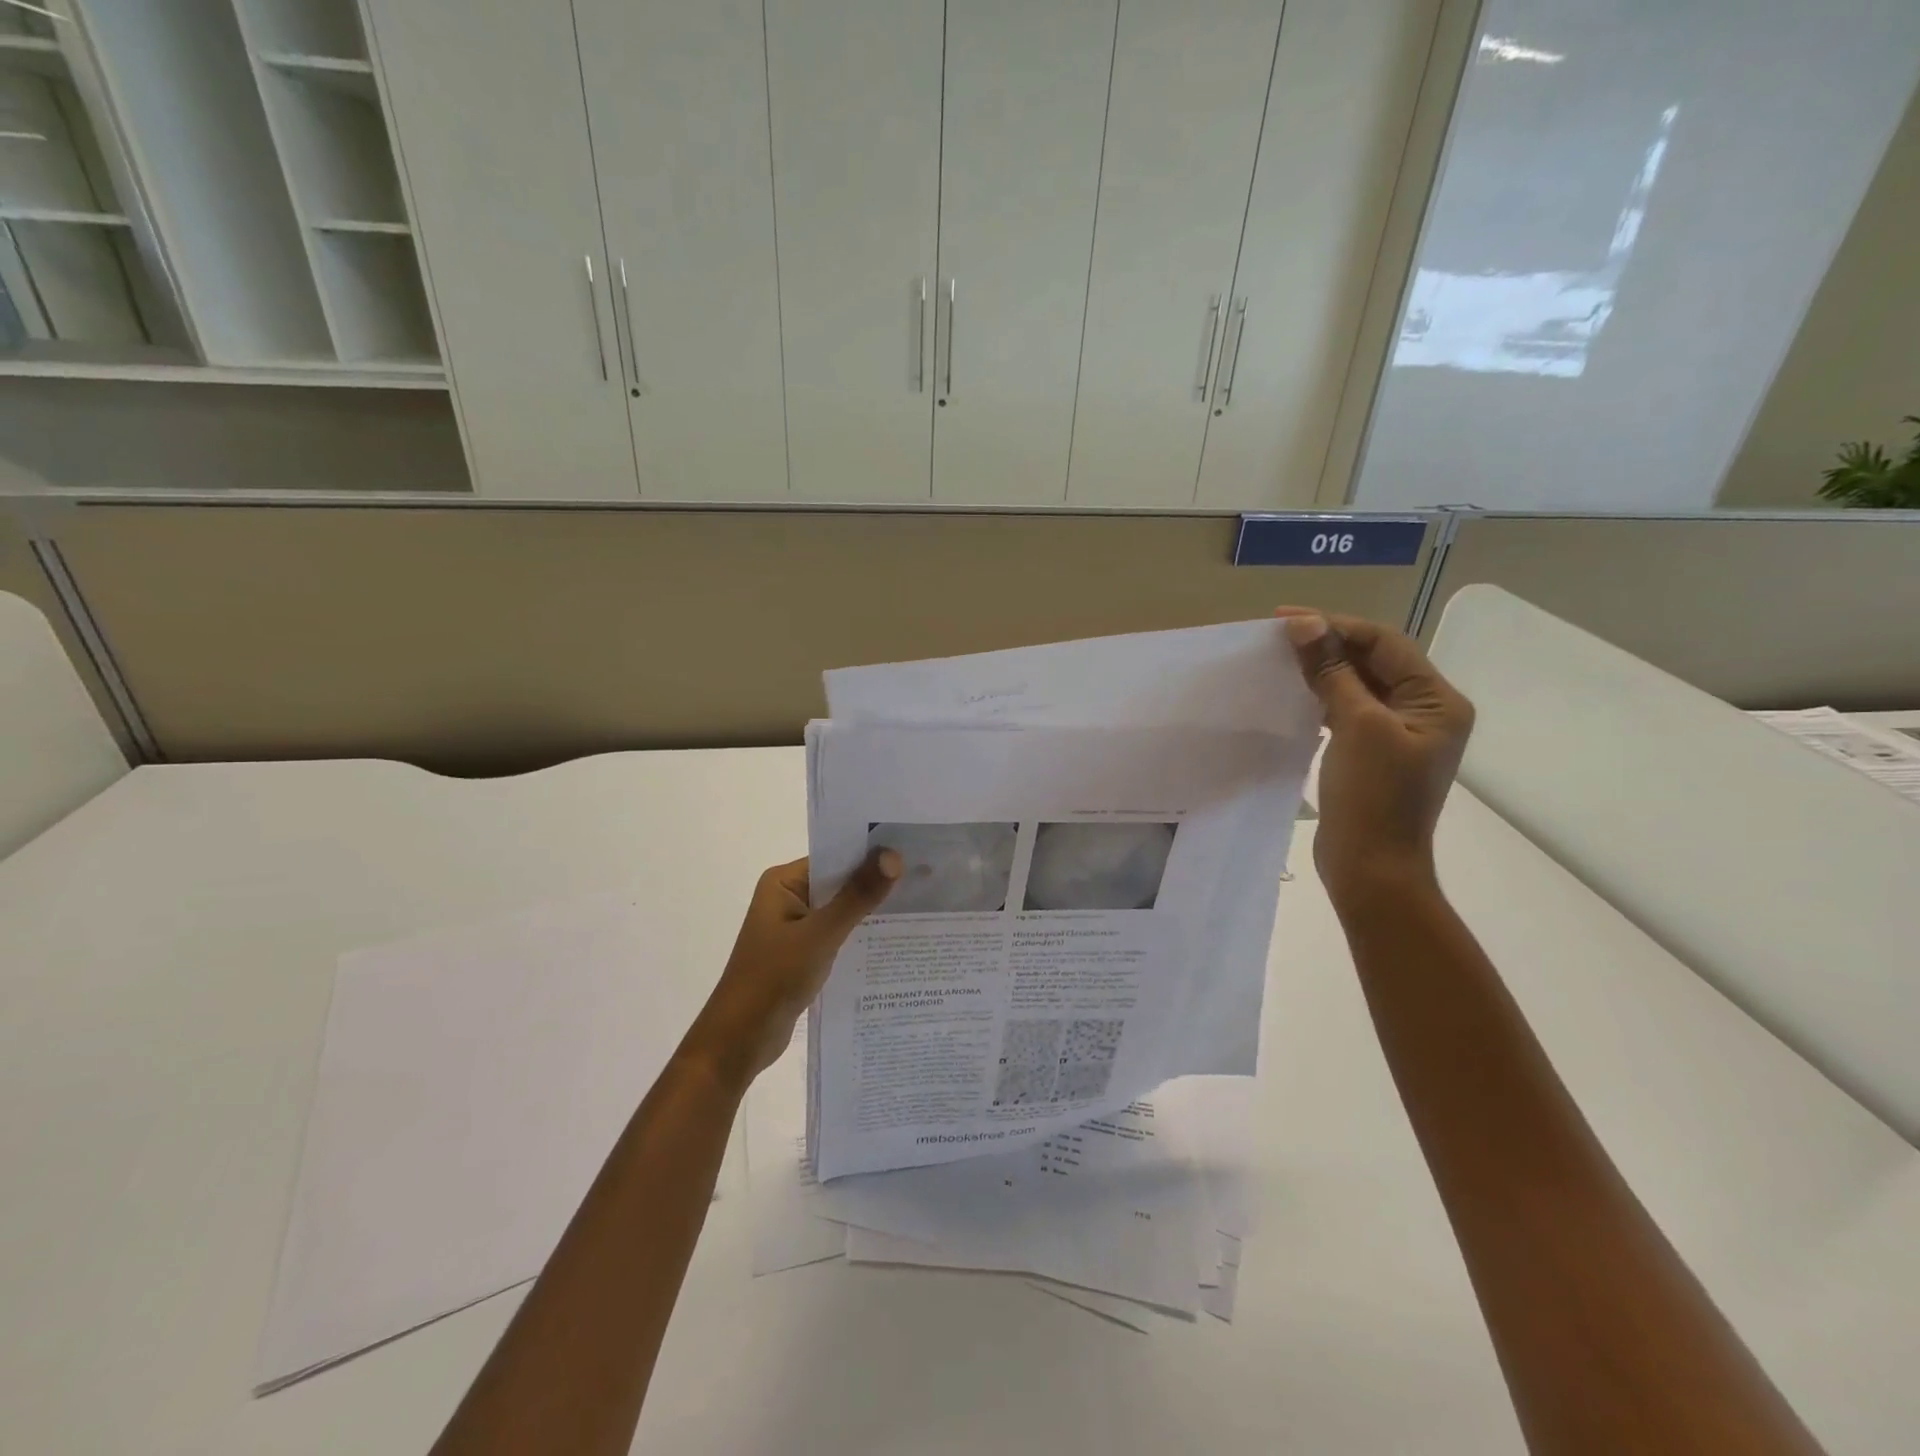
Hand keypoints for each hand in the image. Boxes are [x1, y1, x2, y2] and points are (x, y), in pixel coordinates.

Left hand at [681, 850, 901, 1089]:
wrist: (740, 1040)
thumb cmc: (774, 978)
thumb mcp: (820, 935)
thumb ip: (857, 896)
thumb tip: (892, 855)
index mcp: (783, 882)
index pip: (834, 856)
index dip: (870, 852)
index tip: (911, 849)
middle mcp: (788, 897)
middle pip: (839, 882)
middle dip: (876, 882)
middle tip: (925, 876)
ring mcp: (795, 927)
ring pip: (841, 910)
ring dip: (870, 911)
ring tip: (919, 905)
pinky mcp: (802, 953)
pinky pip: (837, 934)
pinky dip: (859, 936)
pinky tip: (894, 940)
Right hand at [1276, 608, 1474, 901]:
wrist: (1372, 868)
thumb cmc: (1373, 796)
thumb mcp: (1356, 726)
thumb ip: (1332, 672)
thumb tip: (1304, 624)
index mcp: (1437, 701)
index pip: (1386, 643)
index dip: (1337, 625)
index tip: (1285, 619)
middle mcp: (1424, 712)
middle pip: (1374, 662)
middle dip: (1328, 644)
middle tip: (1276, 636)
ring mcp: (1399, 735)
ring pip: (1358, 686)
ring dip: (1322, 670)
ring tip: (1280, 660)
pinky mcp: (1373, 754)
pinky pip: (1347, 711)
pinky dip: (1322, 697)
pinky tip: (1294, 695)